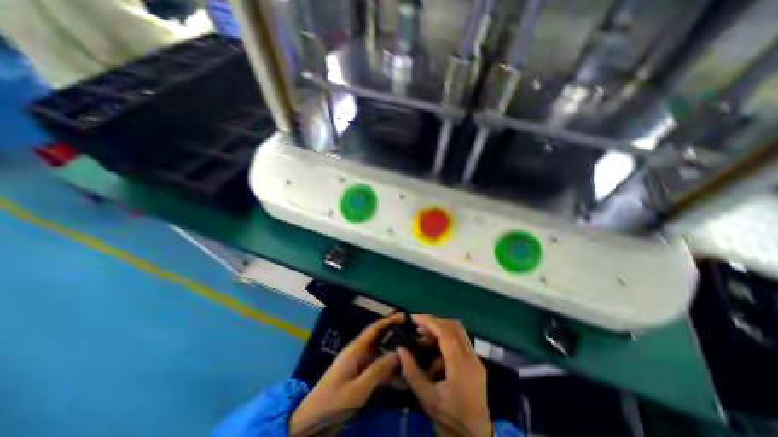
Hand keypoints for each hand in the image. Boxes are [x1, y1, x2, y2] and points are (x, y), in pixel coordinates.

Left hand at [290, 312, 403, 431]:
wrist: (312, 421)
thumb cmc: (333, 402)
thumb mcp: (357, 389)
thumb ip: (377, 371)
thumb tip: (397, 354)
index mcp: (355, 349)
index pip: (374, 329)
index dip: (389, 321)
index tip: (403, 316)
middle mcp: (357, 351)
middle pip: (377, 337)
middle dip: (393, 331)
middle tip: (410, 331)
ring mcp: (357, 363)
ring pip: (378, 350)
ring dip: (392, 348)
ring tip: (409, 348)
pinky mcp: (358, 373)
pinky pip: (376, 364)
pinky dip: (387, 364)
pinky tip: (398, 370)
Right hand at [398, 314, 487, 435]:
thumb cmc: (449, 419)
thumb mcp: (426, 397)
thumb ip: (411, 371)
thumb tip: (400, 348)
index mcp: (461, 365)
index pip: (446, 332)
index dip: (429, 321)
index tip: (414, 318)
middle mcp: (472, 357)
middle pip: (454, 326)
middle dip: (435, 322)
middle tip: (418, 326)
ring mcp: (476, 359)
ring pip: (459, 331)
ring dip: (441, 328)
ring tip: (424, 335)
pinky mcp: (476, 363)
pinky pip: (461, 340)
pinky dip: (447, 337)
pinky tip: (434, 347)